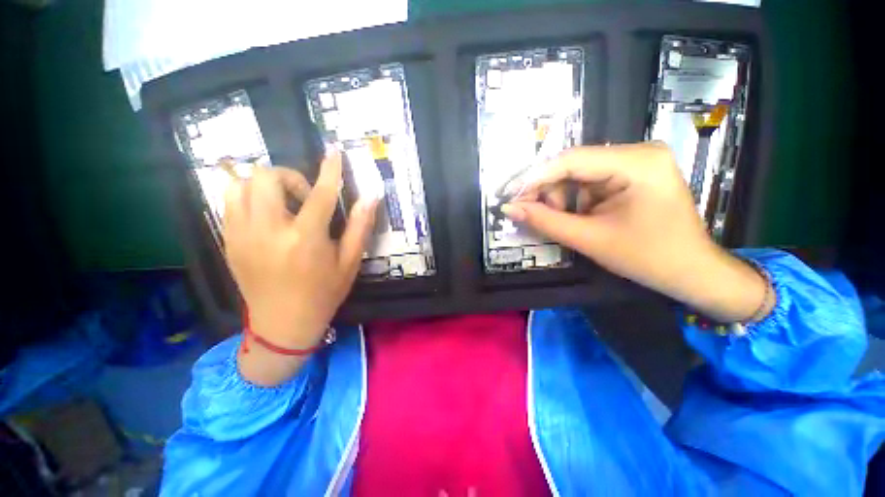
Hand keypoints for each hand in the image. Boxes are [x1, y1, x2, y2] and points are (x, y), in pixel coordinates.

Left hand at [224, 152, 377, 384]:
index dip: (330, 169)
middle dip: (290, 177)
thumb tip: (372, 197)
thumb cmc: (324, 293)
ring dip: (266, 184)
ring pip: (241, 184)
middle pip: (267, 177)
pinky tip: (265, 212)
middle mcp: (269, 231)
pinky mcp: (229, 241)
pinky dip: (247, 195)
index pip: (320, 193)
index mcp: (305, 238)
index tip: (334, 151)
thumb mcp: (350, 262)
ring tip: (284, 203)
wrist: (283, 324)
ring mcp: (242, 235)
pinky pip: (228, 202)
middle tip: (305, 196)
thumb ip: (360, 226)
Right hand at [501, 142, 770, 321]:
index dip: (533, 178)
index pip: (570, 160)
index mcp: (636, 162)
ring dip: (562, 198)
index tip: (509, 197)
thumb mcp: (590, 239)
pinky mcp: (632, 174)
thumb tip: (509, 209)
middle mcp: (637, 152)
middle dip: (548, 192)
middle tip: (532, 216)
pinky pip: (590, 182)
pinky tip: (577, 217)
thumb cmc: (648, 258)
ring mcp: (636, 162)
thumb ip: (545, 221)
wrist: (692, 272)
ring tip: (563, 222)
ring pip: (578, 175)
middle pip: (573, 165)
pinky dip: (575, 200)